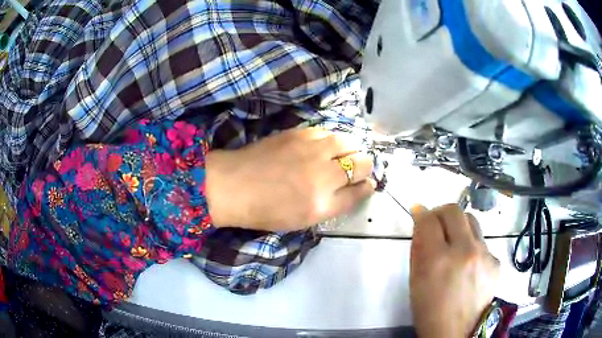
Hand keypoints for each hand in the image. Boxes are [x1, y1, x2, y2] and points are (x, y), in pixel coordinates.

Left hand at [205, 128, 375, 230]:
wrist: (233, 185)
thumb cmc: (266, 210)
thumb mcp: (305, 218)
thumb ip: (336, 204)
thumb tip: (359, 187)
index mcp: (323, 202)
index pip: (360, 190)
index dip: (366, 187)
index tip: (365, 184)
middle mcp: (323, 174)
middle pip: (362, 162)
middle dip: (365, 166)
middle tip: (355, 170)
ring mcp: (311, 149)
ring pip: (349, 141)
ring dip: (351, 149)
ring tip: (341, 156)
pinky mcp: (299, 133)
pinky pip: (328, 132)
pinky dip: (332, 139)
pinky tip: (323, 146)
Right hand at [410, 204, 499, 337]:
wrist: (455, 332)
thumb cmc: (428, 310)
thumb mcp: (416, 279)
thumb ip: (419, 247)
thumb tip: (421, 220)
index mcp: (438, 260)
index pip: (429, 219)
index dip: (422, 214)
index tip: (420, 215)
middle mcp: (465, 251)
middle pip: (454, 210)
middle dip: (441, 213)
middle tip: (437, 225)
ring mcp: (484, 255)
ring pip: (472, 222)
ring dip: (459, 227)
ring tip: (455, 246)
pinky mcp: (496, 261)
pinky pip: (482, 242)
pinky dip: (472, 247)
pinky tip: (469, 266)